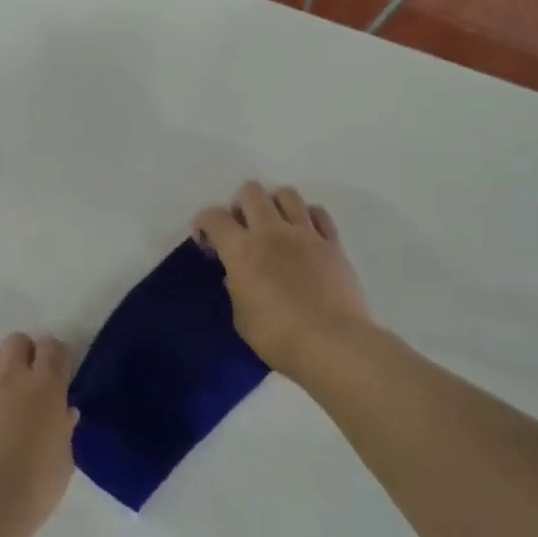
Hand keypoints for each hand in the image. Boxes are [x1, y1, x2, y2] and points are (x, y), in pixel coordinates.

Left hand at [0, 333, 77, 536]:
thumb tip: (64, 413)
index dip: (56, 355)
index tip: (58, 372)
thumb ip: (63, 431)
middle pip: (17, 340)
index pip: (53, 348)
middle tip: (28, 379)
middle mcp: (11, 377)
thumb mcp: (63, 463)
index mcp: (45, 387)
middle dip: (25, 352)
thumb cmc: (33, 489)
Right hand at [193, 181, 376, 385]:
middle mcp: (271, 232)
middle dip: (240, 203)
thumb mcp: (242, 318)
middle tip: (241, 227)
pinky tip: (304, 233)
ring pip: (287, 194)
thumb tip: (237, 277)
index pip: (214, 217)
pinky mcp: (333, 244)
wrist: (334, 345)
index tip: (206, 239)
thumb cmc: (278, 337)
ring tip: (274, 225)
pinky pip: (319, 214)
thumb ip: (236, 290)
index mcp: (241, 250)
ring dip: (274, 203)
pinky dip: (307, 216)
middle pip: (251, 192)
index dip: (203, 222)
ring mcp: (305, 234)